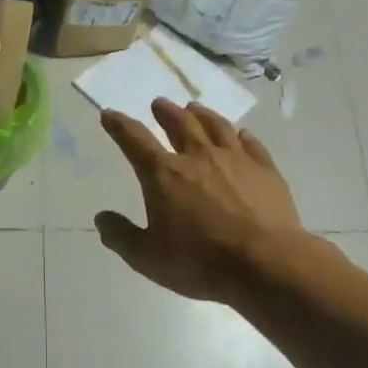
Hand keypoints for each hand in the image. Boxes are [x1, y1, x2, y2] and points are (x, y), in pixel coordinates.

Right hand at [97, 100, 317, 302]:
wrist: (265, 264)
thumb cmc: (199, 261)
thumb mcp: (146, 257)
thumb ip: (121, 236)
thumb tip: (102, 217)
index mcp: (163, 174)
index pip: (134, 140)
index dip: (119, 126)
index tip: (109, 114)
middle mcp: (198, 157)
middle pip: (179, 123)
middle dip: (165, 112)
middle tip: (159, 103)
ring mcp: (235, 160)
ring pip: (216, 126)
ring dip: (202, 115)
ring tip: (194, 108)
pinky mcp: (265, 170)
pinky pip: (251, 143)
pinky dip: (242, 135)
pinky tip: (241, 134)